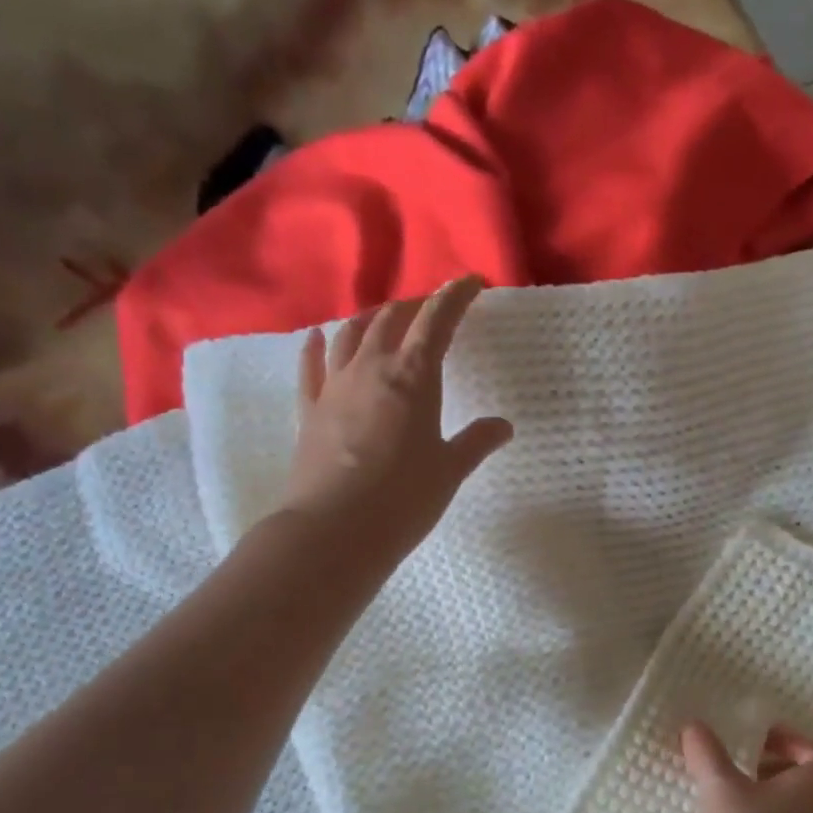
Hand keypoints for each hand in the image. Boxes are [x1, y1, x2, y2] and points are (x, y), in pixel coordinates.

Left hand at [282, 276, 512, 562]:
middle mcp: (370, 369)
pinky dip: (316, 347)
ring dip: (370, 320)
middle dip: (414, 307)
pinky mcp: (309, 410)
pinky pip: (311, 367)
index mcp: (413, 377)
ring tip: (383, 318)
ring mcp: (334, 387)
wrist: (335, 530)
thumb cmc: (403, 499)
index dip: (455, 296)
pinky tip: (317, 336)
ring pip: (350, 335)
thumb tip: (502, 426)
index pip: (437, 321)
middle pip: (391, 320)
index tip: (471, 283)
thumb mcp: (449, 471)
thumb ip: (475, 442)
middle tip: (430, 310)